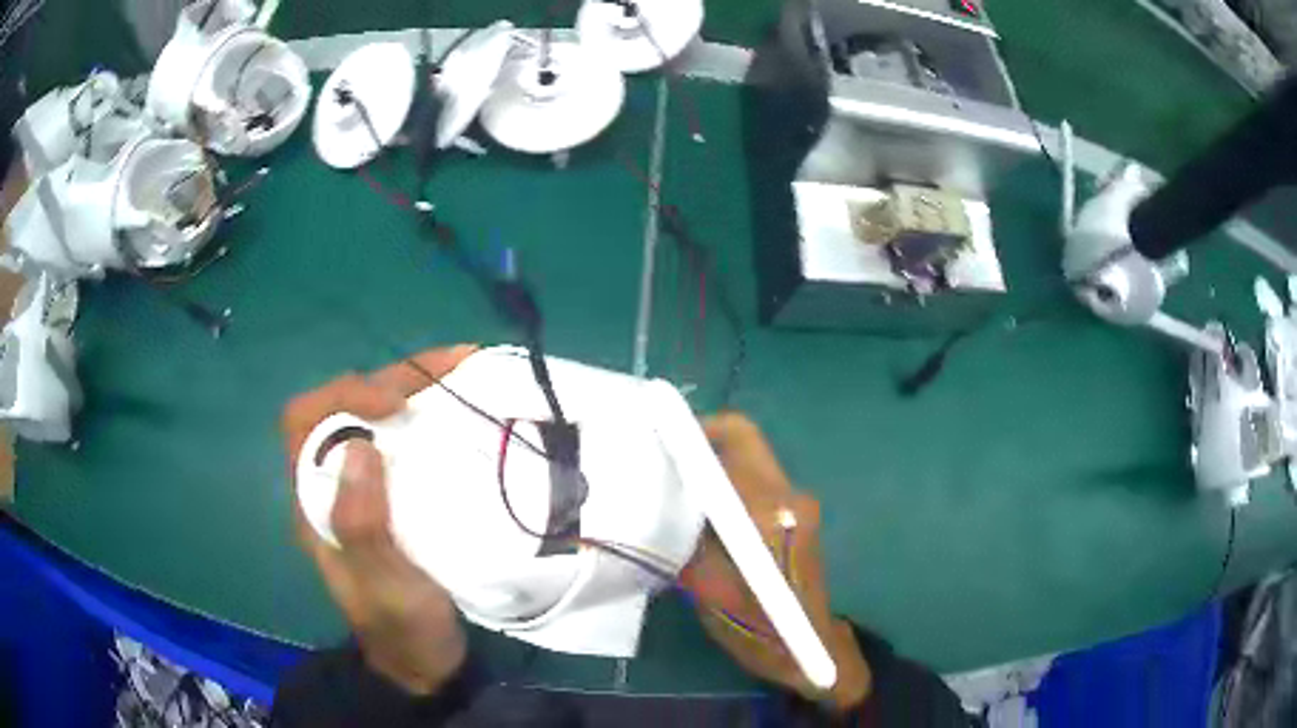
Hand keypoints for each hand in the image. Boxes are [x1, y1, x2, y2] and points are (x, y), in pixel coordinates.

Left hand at [282, 346, 474, 694]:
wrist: (425, 663)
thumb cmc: (400, 628)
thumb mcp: (381, 588)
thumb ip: (360, 527)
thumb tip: (358, 447)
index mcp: (313, 501)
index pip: (305, 420)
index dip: (343, 395)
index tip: (394, 401)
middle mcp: (332, 483)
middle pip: (345, 406)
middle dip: (391, 377)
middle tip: (451, 365)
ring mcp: (367, 488)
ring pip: (378, 417)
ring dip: (416, 386)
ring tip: (466, 368)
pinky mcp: (399, 495)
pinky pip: (408, 439)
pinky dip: (433, 414)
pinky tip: (466, 408)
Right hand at [679, 413, 871, 710]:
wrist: (809, 651)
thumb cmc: (756, 627)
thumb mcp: (706, 586)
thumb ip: (687, 534)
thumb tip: (660, 495)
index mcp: (768, 509)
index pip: (737, 438)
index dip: (695, 429)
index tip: (658, 439)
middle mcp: (789, 496)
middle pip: (744, 444)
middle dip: (701, 447)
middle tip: (660, 467)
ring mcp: (799, 506)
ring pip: (749, 465)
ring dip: (713, 470)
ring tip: (674, 496)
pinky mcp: (799, 518)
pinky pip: (757, 487)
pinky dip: (728, 489)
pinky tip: (703, 520)